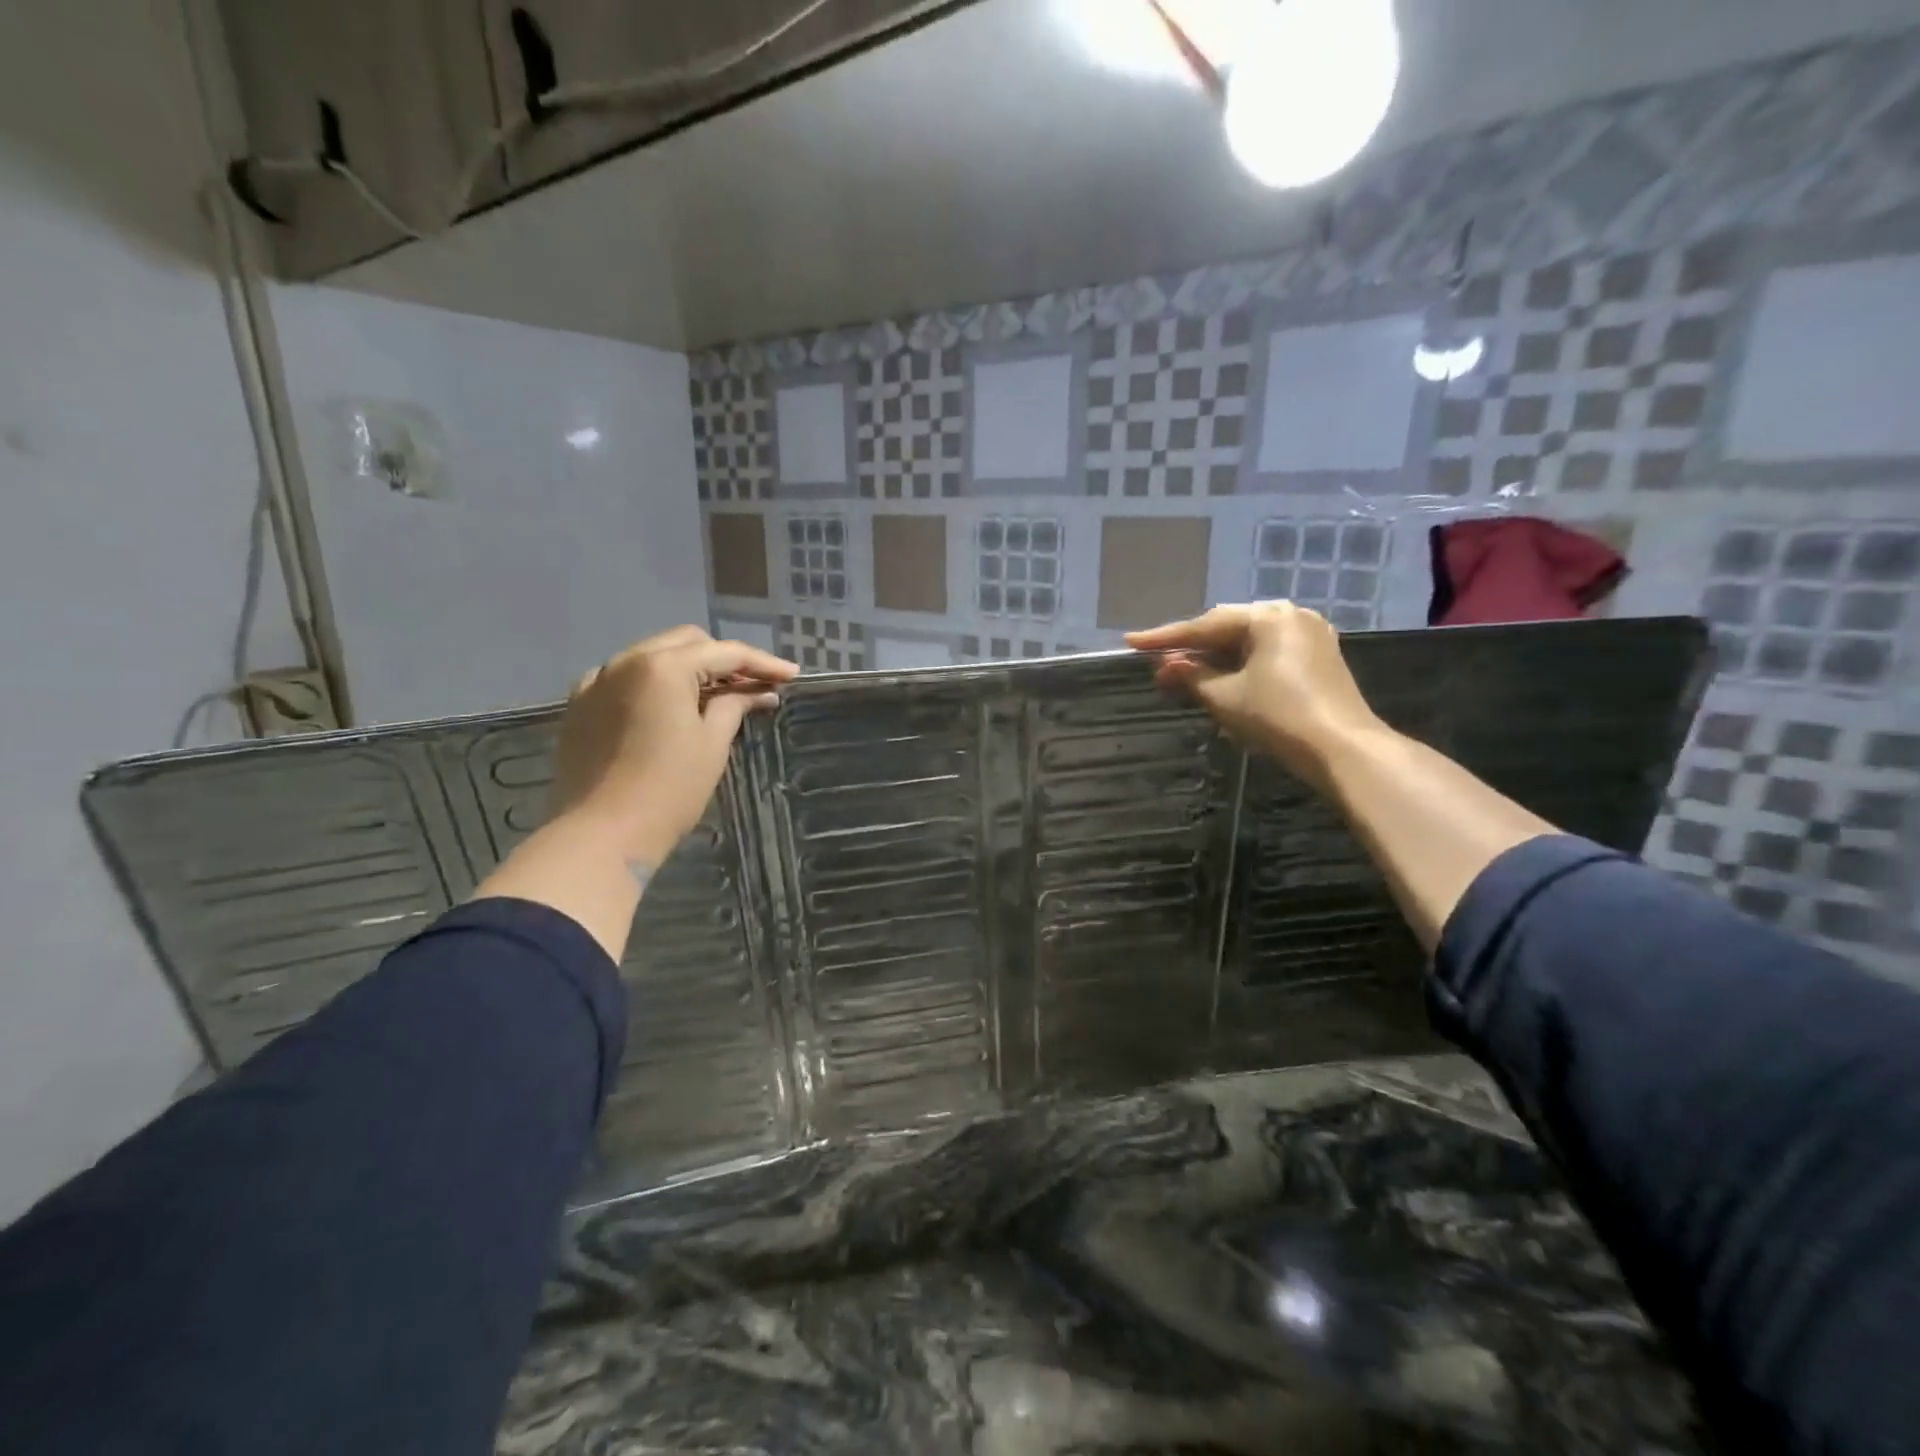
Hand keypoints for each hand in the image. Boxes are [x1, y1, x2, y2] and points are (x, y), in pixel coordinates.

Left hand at [551, 627, 796, 866]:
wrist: (602, 835)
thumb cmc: (669, 789)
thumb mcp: (712, 744)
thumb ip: (735, 706)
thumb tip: (760, 691)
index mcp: (663, 666)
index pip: (724, 653)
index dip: (763, 663)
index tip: (791, 675)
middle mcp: (626, 661)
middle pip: (687, 644)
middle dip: (724, 660)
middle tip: (756, 685)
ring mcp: (597, 681)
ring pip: (653, 657)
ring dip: (689, 669)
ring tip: (718, 695)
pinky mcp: (580, 705)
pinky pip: (624, 679)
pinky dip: (653, 684)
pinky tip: (669, 706)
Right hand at [1127, 602, 1383, 789]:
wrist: (1343, 749)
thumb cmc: (1279, 717)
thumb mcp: (1225, 697)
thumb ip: (1191, 676)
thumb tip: (1166, 666)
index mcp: (1268, 617)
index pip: (1204, 626)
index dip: (1164, 638)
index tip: (1131, 642)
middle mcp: (1291, 616)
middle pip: (1228, 629)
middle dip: (1192, 650)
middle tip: (1158, 665)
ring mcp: (1310, 636)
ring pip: (1248, 643)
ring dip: (1215, 660)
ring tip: (1183, 675)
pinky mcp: (1319, 658)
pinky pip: (1268, 654)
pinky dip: (1241, 666)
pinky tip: (1220, 679)